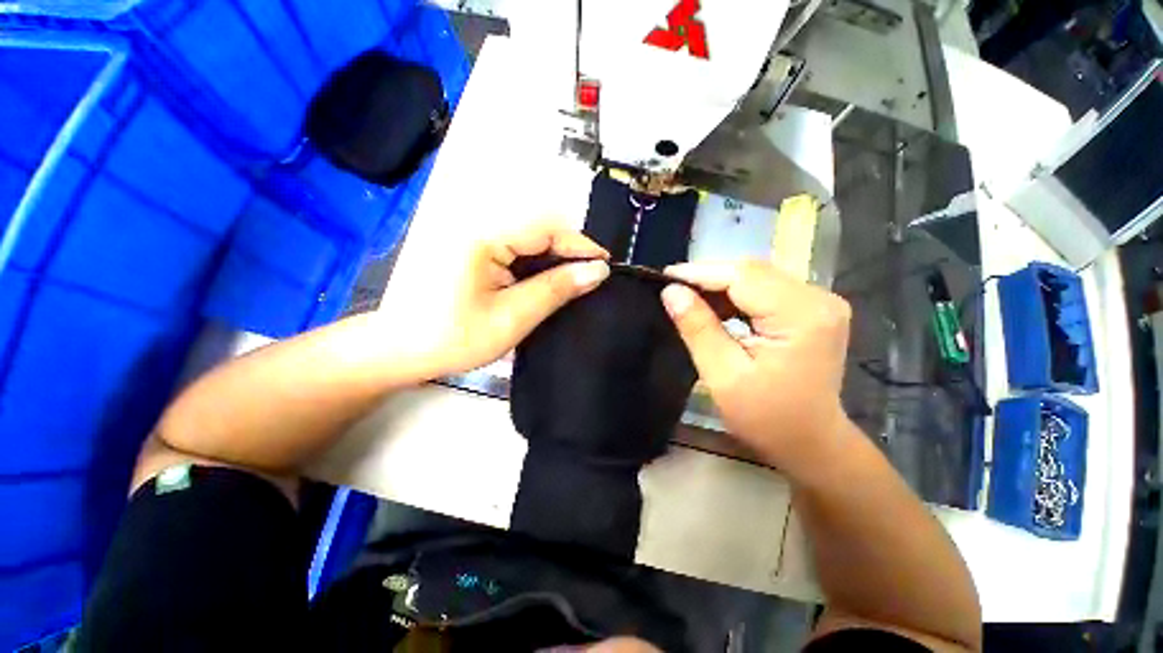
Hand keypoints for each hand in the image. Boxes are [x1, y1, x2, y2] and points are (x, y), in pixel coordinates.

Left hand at [382, 222, 609, 379]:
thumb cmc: (454, 337)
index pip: (546, 227)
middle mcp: (478, 224)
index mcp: (484, 236)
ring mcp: (472, 235)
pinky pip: (513, 247)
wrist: (402, 349)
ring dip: (553, 258)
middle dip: (568, 251)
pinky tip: (543, 281)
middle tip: (589, 277)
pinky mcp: (471, 248)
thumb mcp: (513, 316)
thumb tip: (598, 270)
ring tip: (572, 282)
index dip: (580, 244)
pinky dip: (534, 263)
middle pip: (538, 228)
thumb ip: (556, 289)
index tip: (605, 264)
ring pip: (527, 238)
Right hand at [660, 261, 854, 479]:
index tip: (665, 277)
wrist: (811, 442)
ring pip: (758, 277)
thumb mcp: (723, 375)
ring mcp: (820, 302)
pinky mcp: (812, 309)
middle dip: (709, 277)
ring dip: (721, 285)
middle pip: (753, 271)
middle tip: (673, 289)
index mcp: (801, 316)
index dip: (700, 272)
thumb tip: (671, 292)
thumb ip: (697, 328)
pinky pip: (766, 289)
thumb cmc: (766, 418)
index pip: (743, 276)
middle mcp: (818, 299)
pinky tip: (716, 307)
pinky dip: (737, 295)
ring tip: (689, 298)